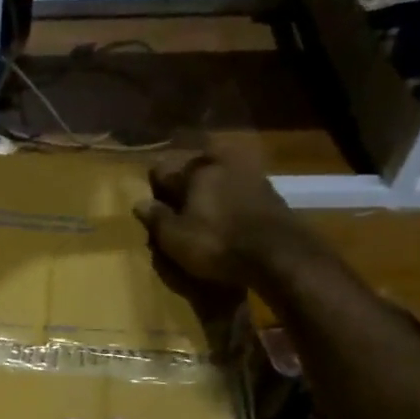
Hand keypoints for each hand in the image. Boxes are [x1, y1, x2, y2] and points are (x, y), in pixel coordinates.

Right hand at [132, 136, 301, 291]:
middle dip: (183, 182)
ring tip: (202, 212)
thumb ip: (156, 218)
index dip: (154, 185)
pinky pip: (238, 190)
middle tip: (176, 205)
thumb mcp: (175, 238)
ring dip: (209, 190)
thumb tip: (139, 202)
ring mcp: (250, 175)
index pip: (163, 169)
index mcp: (195, 171)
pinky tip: (226, 218)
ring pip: (219, 176)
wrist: (279, 254)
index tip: (150, 201)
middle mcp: (223, 164)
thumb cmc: (217, 243)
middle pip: (194, 168)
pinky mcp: (270, 193)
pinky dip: (229, 199)